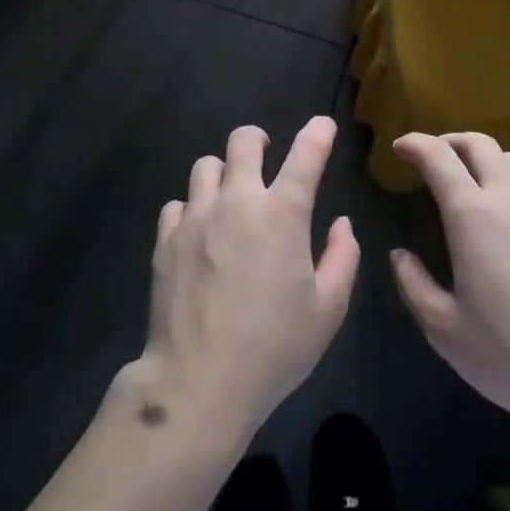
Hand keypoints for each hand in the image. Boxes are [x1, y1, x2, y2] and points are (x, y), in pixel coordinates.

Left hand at [133, 115, 358, 445]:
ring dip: (223, 174)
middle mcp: (238, 202)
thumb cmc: (273, 349)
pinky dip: (192, 209)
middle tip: (264, 158)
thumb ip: (343, 259)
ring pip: (206, 165)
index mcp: (282, 214)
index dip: (318, 133)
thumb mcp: (327, 311)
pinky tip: (199, 234)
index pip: (306, 154)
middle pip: (242, 141)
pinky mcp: (166, 238)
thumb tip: (341, 224)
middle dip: (257, 141)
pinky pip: (178, 203)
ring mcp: (196, 216)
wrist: (197, 384)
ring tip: (229, 199)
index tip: (323, 126)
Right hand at [390, 133, 509, 439]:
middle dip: (450, 141)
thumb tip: (400, 256)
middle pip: (480, 143)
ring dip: (487, 158)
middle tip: (433, 157)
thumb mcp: (446, 331)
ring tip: (474, 181)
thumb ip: (415, 286)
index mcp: (473, 216)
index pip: (439, 156)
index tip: (400, 147)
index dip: (415, 143)